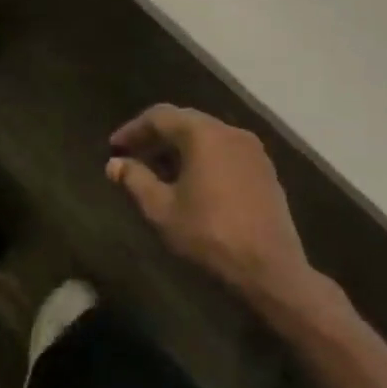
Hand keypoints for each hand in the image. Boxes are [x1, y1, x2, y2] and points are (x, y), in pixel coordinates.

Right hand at [107, 105, 314, 303]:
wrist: (271, 271)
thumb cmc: (210, 235)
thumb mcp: (162, 210)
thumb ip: (135, 180)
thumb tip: (114, 163)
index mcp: (203, 134)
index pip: (160, 116)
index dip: (133, 130)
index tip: (114, 148)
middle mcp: (229, 132)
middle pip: (184, 121)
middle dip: (156, 137)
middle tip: (134, 155)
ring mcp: (252, 150)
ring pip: (206, 136)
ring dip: (180, 148)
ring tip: (160, 172)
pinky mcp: (265, 170)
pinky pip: (225, 151)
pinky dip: (203, 158)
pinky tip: (192, 183)